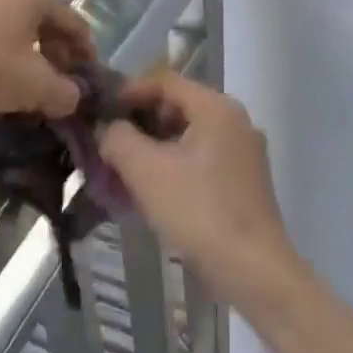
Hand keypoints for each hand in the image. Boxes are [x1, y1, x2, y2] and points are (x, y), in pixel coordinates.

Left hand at [0, 0, 96, 116]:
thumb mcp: (32, 87)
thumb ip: (64, 93)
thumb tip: (73, 97)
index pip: (76, 25)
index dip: (86, 59)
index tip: (88, 87)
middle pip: (45, 22)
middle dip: (55, 57)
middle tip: (58, 90)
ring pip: (16, 25)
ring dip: (27, 55)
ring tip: (25, 87)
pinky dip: (0, 49)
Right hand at [99, 71, 304, 313]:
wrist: (253, 272)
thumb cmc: (198, 211)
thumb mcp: (145, 170)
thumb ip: (117, 137)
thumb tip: (106, 127)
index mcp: (216, 108)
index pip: (164, 81)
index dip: (127, 92)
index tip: (99, 115)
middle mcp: (235, 122)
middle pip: (176, 106)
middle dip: (137, 123)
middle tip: (106, 144)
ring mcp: (243, 153)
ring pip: (186, 136)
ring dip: (151, 148)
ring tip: (120, 171)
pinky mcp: (243, 182)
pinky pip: (199, 160)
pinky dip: (171, 166)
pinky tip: (149, 191)